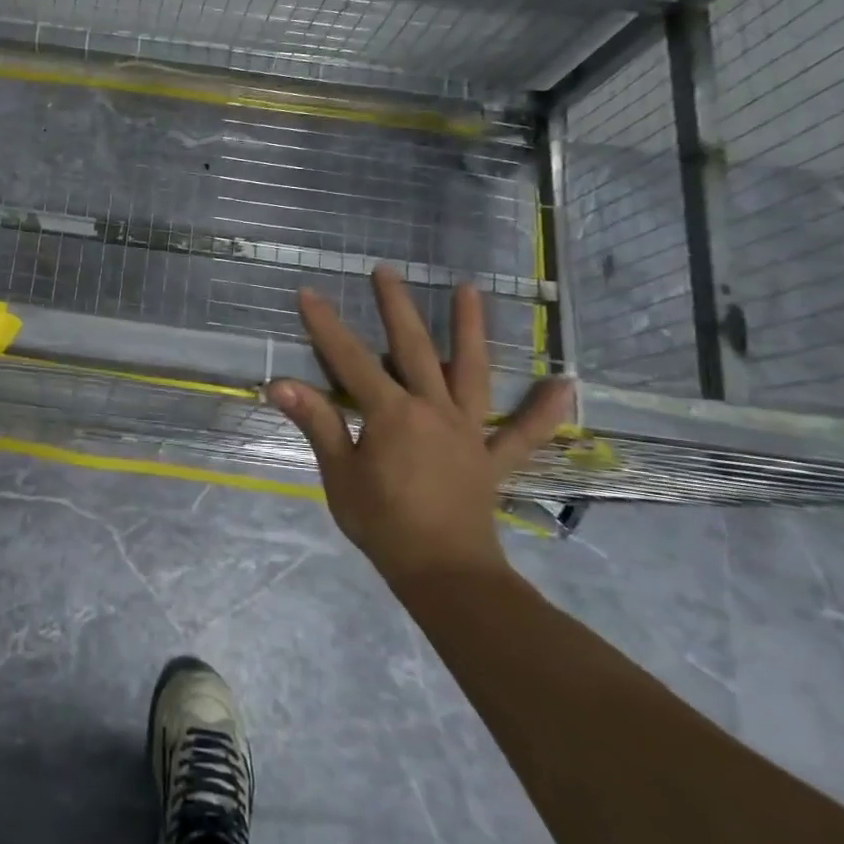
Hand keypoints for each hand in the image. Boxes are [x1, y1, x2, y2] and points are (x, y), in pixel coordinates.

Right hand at [266, 267, 572, 586]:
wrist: (444, 573)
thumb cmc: (382, 524)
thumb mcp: (339, 473)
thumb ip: (316, 423)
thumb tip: (279, 383)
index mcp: (392, 414)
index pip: (349, 360)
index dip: (326, 326)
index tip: (308, 293)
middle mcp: (433, 410)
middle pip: (412, 348)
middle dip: (395, 307)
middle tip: (385, 271)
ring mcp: (468, 430)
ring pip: (470, 371)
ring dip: (469, 329)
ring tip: (470, 290)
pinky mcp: (491, 456)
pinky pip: (523, 432)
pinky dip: (543, 410)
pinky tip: (564, 385)